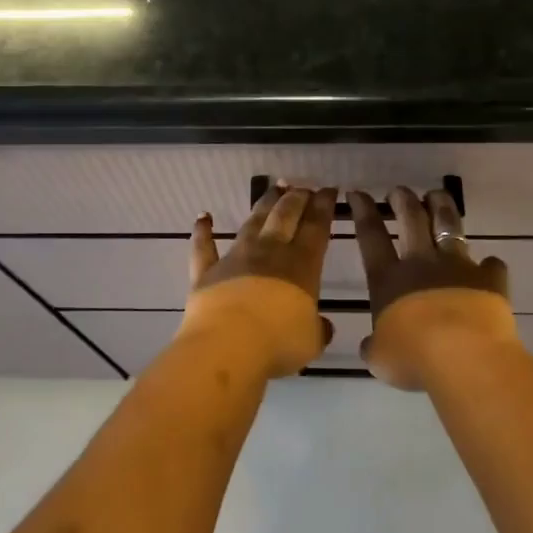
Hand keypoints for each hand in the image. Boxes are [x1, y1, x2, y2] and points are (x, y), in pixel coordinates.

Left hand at [180, 184, 336, 378]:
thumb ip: (317, 329)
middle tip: (303, 187)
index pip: (316, 227)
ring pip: (252, 223)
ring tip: (273, 189)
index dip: (324, 206)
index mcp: (301, 265)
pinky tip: (203, 217)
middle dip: (296, 198)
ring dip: (264, 204)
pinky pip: (203, 247)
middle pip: (285, 216)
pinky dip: (203, 231)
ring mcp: (236, 259)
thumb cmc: (278, 343)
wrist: (228, 346)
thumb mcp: (311, 341)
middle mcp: (269, 252)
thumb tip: (323, 326)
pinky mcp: (206, 272)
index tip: (329, 190)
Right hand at [347, 187, 517, 390]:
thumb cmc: (413, 357)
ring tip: (438, 195)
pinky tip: (490, 265)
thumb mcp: (380, 358)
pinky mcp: (489, 279)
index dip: (363, 211)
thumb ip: (376, 346)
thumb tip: (372, 345)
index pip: (371, 236)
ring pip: (449, 226)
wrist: (463, 355)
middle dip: (403, 200)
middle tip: (400, 191)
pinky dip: (489, 266)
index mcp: (388, 279)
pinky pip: (491, 266)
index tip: (358, 193)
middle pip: (411, 219)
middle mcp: (421, 263)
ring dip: (442, 207)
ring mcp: (457, 266)